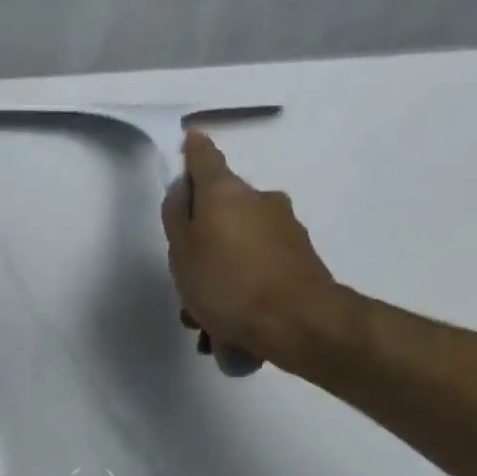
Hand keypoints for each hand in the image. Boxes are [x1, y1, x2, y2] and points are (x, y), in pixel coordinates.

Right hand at [161, 131, 342, 371]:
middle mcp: (260, 202)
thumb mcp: (183, 251)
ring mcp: (284, 232)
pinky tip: (229, 333)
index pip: (205, 159)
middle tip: (185, 285)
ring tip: (205, 324)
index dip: (193, 152)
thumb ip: (177, 217)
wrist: (293, 321)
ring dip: (219, 281)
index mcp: (227, 193)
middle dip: (201, 246)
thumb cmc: (226, 283)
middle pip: (221, 215)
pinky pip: (257, 274)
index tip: (188, 142)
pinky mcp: (299, 263)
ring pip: (238, 251)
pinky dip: (240, 296)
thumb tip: (182, 189)